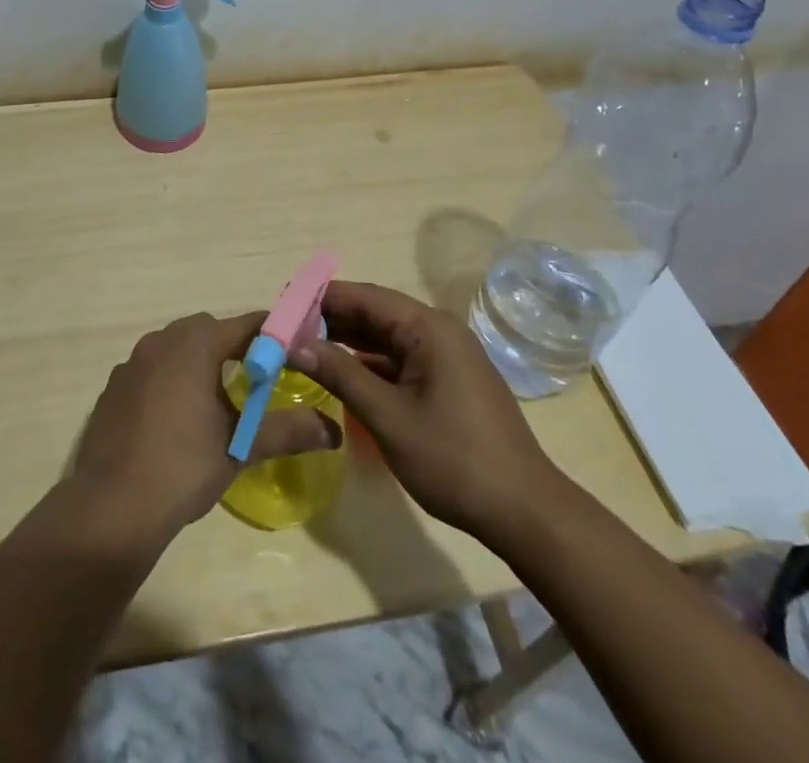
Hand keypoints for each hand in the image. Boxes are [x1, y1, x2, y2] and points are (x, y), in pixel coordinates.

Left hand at [69, 312, 341, 542]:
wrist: (111, 505)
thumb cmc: (183, 466)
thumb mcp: (240, 446)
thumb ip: (287, 431)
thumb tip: (333, 431)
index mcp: (195, 343)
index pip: (245, 324)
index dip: (272, 334)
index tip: (294, 349)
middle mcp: (162, 340)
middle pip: (208, 330)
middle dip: (234, 347)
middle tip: (258, 379)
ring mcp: (133, 362)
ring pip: (176, 348)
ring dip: (199, 362)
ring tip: (219, 399)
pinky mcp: (114, 386)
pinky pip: (152, 369)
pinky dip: (170, 380)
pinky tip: (177, 418)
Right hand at [291, 282, 564, 538]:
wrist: (523, 510)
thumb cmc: (453, 459)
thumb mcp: (388, 416)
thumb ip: (341, 374)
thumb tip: (296, 344)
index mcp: (428, 328)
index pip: (366, 297)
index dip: (323, 296)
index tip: (285, 300)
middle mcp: (439, 330)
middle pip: (376, 313)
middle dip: (332, 318)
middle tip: (288, 326)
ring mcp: (447, 356)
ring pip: (387, 337)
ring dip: (349, 340)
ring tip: (306, 346)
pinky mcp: (450, 379)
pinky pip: (401, 358)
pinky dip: (371, 362)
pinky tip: (343, 372)